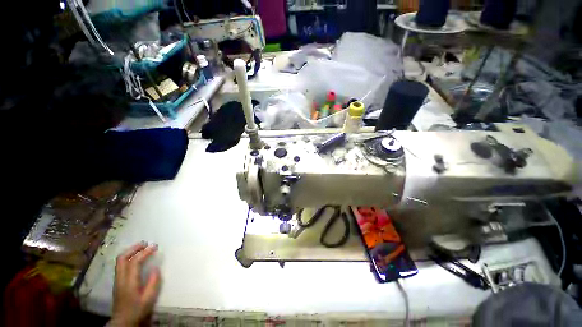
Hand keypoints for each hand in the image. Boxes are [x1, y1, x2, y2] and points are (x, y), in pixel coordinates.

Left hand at [110, 243, 161, 326]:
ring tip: (141, 247)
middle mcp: (120, 278)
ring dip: (130, 251)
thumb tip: (156, 267)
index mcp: (129, 282)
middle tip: (145, 243)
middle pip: (122, 258)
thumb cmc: (137, 310)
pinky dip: (128, 257)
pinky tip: (135, 258)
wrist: (122, 321)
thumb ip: (153, 283)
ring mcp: (117, 280)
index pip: (134, 262)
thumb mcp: (148, 299)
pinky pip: (120, 265)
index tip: (154, 246)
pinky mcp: (117, 282)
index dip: (144, 252)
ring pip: (120, 261)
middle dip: (133, 248)